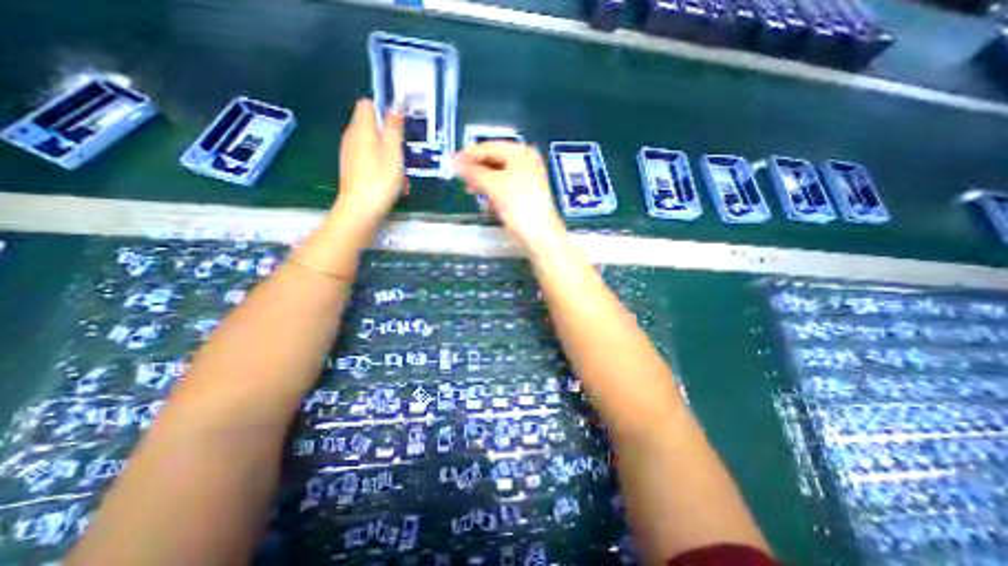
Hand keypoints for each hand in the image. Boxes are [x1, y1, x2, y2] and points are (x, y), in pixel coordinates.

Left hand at [335, 97, 407, 236]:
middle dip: (387, 132)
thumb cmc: (380, 179)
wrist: (361, 209)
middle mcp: (351, 136)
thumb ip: (394, 128)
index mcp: (361, 128)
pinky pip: (366, 156)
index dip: (383, 110)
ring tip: (399, 166)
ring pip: (369, 142)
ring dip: (385, 149)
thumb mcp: (393, 152)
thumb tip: (395, 106)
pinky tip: (388, 177)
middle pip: (369, 124)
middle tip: (403, 148)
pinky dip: (378, 161)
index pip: (367, 105)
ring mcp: (349, 153)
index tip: (399, 124)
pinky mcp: (351, 168)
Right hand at [456, 143, 565, 250]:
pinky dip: (493, 190)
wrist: (538, 233)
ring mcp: (527, 178)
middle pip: (495, 159)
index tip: (452, 161)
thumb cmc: (517, 203)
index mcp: (520, 153)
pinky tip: (485, 198)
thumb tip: (455, 162)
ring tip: (469, 188)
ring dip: (483, 180)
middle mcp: (526, 161)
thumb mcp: (493, 184)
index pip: (489, 147)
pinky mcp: (526, 195)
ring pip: (499, 174)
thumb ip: (473, 172)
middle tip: (459, 176)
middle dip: (476, 168)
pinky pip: (505, 186)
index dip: (469, 154)